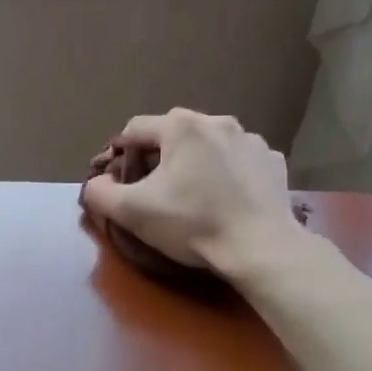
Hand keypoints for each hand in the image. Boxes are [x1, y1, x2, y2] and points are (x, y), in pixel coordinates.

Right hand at [80, 109, 301, 279]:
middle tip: (155, 193)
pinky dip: (229, 173)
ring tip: (194, 197)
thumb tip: (98, 183)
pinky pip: (239, 160)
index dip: (120, 155)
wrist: (260, 249)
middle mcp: (217, 121)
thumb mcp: (131, 212)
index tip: (120, 183)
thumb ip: (100, 192)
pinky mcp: (273, 161)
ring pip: (208, 145)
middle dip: (158, 158)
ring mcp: (251, 140)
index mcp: (181, 126)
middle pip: (173, 134)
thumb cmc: (192, 224)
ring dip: (195, 163)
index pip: (134, 130)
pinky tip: (227, 199)